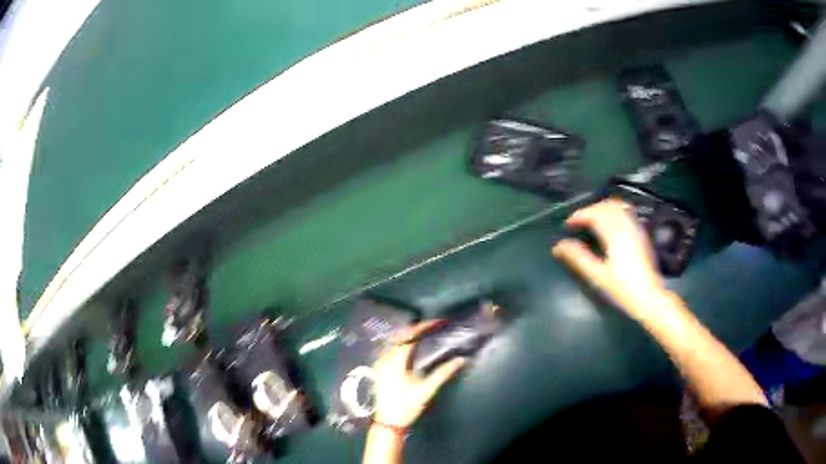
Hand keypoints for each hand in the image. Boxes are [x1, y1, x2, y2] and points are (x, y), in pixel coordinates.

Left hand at [372, 321, 466, 427]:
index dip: (423, 327)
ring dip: (409, 335)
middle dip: (416, 328)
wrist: (388, 422)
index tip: (438, 323)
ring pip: (394, 342)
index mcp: (395, 361)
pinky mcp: (379, 369)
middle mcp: (385, 358)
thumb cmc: (406, 406)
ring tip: (425, 333)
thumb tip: (460, 359)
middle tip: (433, 326)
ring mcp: (379, 363)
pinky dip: (402, 344)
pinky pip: (390, 349)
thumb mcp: (426, 390)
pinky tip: (411, 348)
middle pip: (400, 336)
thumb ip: (443, 373)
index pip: (409, 336)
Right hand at [552, 199, 672, 321]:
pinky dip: (614, 212)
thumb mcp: (597, 276)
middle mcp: (626, 225)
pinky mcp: (641, 234)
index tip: (568, 225)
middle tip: (578, 222)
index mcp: (614, 234)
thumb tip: (558, 246)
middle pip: (606, 206)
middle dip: (590, 210)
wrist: (649, 297)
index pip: (594, 214)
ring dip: (602, 208)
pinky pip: (627, 212)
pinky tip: (610, 224)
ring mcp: (636, 228)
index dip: (579, 216)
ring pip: (618, 206)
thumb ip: (578, 257)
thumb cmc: (622, 289)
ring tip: (592, 221)